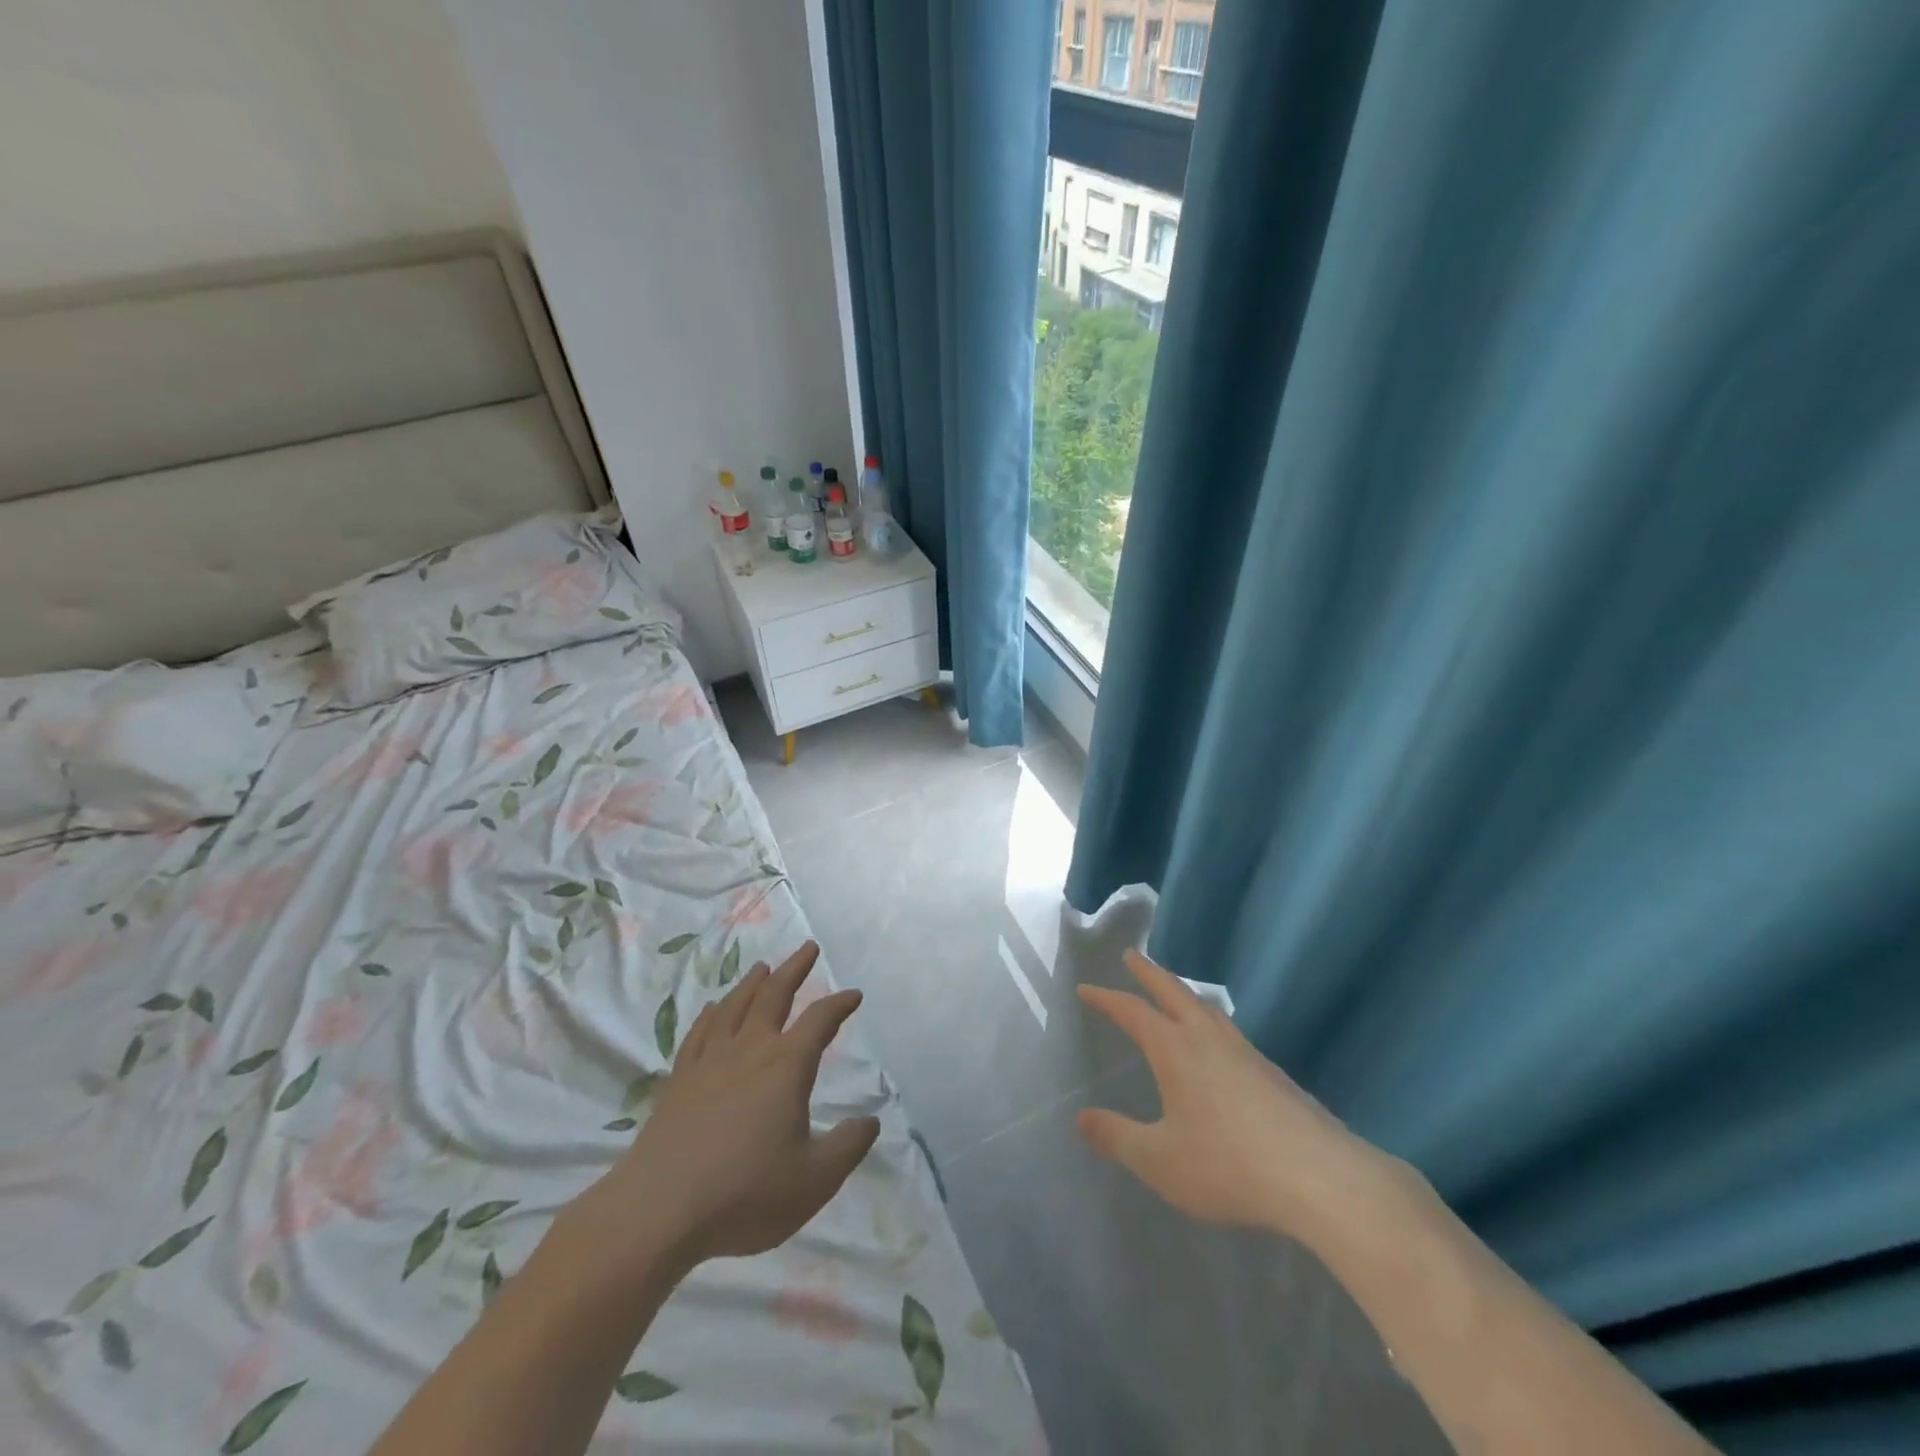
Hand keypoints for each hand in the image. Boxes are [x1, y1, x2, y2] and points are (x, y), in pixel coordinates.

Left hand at [576, 942, 879, 1277]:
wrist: (659, 1211)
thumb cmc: (745, 1193)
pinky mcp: (679, 1080)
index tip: (854, 994)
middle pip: (774, 995)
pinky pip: (699, 1033)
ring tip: (762, 967)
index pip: (820, 1020)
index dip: (839, 1004)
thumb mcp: (815, 1180)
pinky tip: (712, 1008)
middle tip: (808, 947)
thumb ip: (848, 1146)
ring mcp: (709, 1061)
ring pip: (734, 1006)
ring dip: (752, 983)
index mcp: (786, 1066)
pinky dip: (711, 1014)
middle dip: (794, 969)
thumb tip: (871, 1121)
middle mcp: (749, 1050)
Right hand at [1076, 950, 1392, 1241]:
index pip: (1132, 1011)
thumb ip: (1117, 1138)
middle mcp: (1208, 1039)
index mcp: (1175, 1049)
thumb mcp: (1159, 1160)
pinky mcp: (1273, 1074)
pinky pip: (1230, 1033)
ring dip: (1184, 994)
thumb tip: (1082, 1118)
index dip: (1106, 998)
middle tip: (1132, 956)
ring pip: (1208, 1009)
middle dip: (1148, 973)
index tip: (1086, 989)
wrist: (1320, 1179)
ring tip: (1176, 994)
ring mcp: (1246, 1053)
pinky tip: (1219, 1047)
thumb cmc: (1228, 1165)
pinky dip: (1211, 1022)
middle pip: (1173, 992)